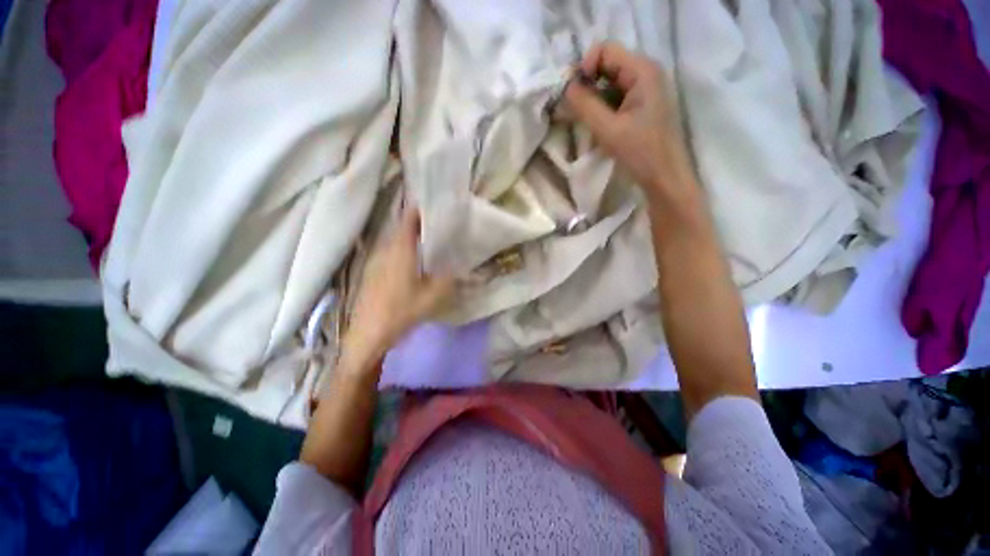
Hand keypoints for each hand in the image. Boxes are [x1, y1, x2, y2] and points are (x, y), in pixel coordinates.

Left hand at [341, 207, 454, 371]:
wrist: (368, 333)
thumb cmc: (401, 311)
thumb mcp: (433, 297)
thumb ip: (449, 279)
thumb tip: (460, 267)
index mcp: (400, 251)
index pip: (408, 220)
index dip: (420, 209)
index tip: (434, 204)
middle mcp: (386, 250)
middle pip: (401, 227)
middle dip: (418, 222)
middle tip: (437, 222)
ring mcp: (376, 260)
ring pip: (395, 240)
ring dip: (410, 235)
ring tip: (428, 238)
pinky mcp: (372, 271)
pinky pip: (390, 251)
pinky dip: (402, 248)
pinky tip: (412, 259)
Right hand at [565, 42, 694, 202]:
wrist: (664, 176)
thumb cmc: (640, 152)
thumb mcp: (608, 129)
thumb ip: (585, 105)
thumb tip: (565, 87)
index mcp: (643, 71)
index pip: (605, 50)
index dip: (584, 67)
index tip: (572, 94)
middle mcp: (645, 72)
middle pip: (607, 64)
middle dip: (586, 83)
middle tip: (572, 108)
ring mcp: (645, 89)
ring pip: (609, 81)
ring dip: (592, 96)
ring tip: (581, 118)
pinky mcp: (641, 104)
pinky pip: (615, 95)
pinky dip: (601, 105)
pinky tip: (595, 122)